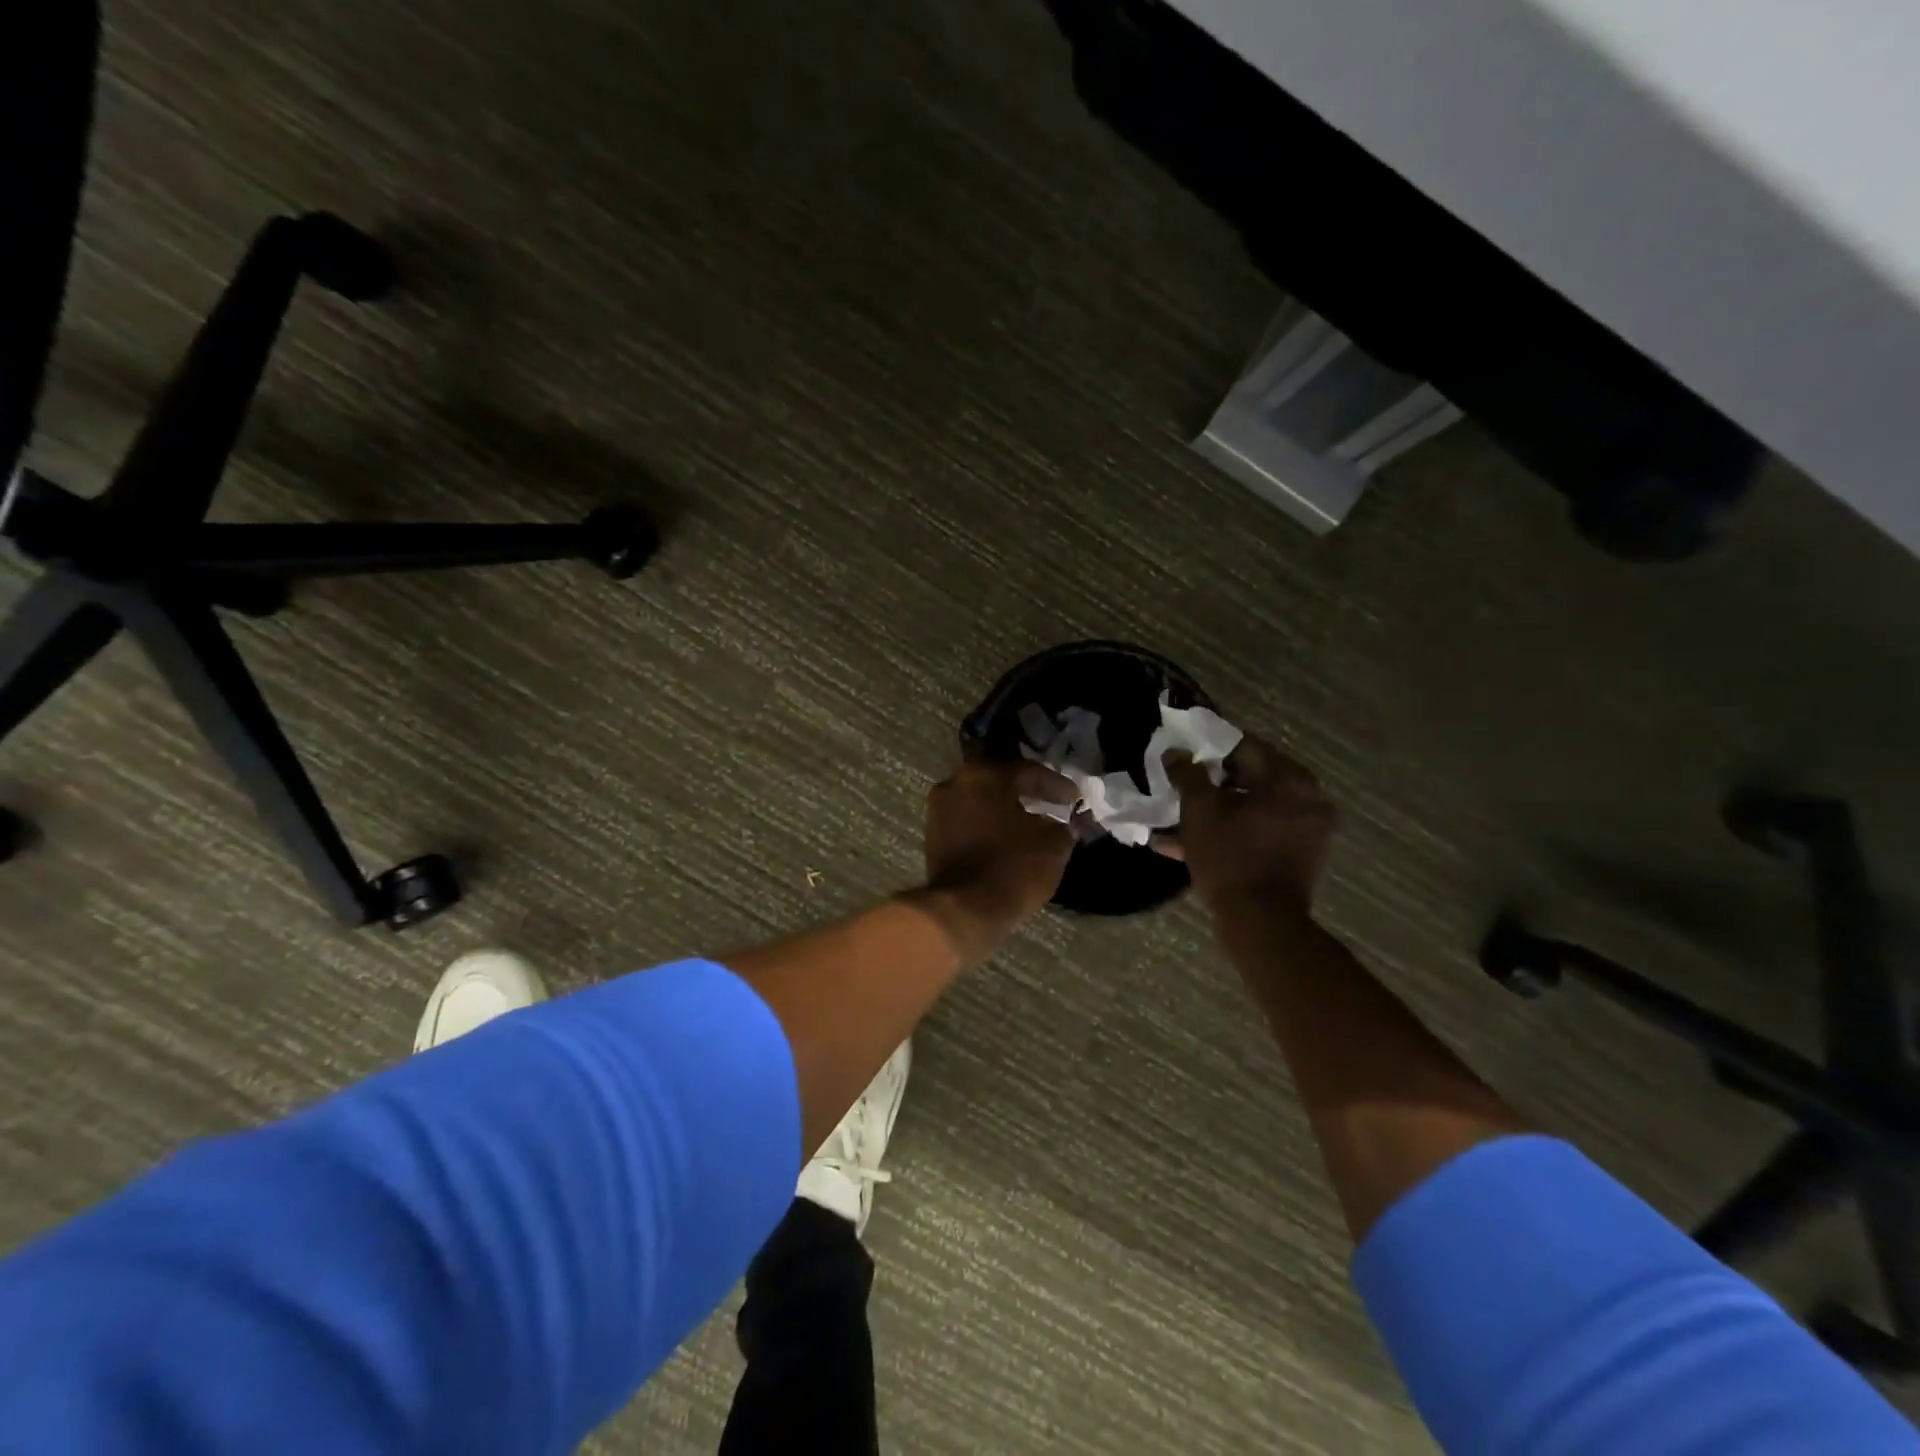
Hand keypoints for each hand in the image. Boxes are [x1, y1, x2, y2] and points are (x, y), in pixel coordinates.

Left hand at [911, 745, 1075, 961]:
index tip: (1074, 798)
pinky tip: (1006, 837)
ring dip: (1004, 807)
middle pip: (999, 780)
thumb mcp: (1052, 846)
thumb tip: (1063, 824)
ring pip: (980, 800)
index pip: (1028, 771)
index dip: (1055, 784)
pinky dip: (988, 824)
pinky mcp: (932, 836)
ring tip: (1029, 821)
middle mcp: (956, 783)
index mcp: (985, 775)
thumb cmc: (1012, 869)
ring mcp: (939, 809)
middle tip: (1050, 801)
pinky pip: (968, 820)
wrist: (963, 910)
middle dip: (1026, 790)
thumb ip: (1062, 827)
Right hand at [1160, 735, 1335, 915]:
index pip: (1244, 746)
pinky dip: (1230, 832)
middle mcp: (1307, 798)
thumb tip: (1176, 753)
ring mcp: (1306, 829)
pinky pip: (1259, 831)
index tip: (1182, 754)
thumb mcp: (1199, 811)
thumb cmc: (1230, 858)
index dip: (1208, 749)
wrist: (1261, 923)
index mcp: (1289, 779)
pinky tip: (1188, 843)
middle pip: (1249, 777)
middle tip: (1179, 786)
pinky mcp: (1298, 855)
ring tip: (1177, 818)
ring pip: (1251, 808)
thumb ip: (1187, 775)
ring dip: (1216, 811)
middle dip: (1210, 783)